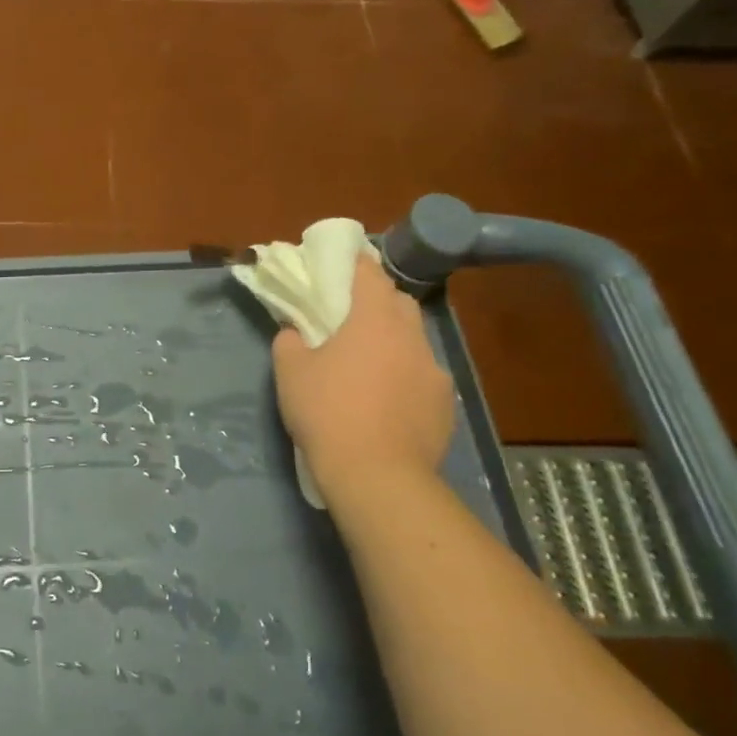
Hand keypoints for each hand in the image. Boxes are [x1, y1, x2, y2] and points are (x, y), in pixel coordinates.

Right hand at [271, 253, 454, 507]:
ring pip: (414, 342)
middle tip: (352, 317)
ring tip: (370, 365)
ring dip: (394, 343)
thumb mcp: (290, 372)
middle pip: (399, 304)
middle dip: (379, 302)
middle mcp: (411, 337)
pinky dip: (406, 378)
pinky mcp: (445, 406)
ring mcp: (434, 372)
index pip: (370, 274)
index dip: (357, 263)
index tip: (346, 260)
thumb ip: (290, 341)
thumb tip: (296, 333)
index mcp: (374, 320)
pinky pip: (423, 378)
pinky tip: (388, 402)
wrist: (377, 475)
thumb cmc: (328, 411)